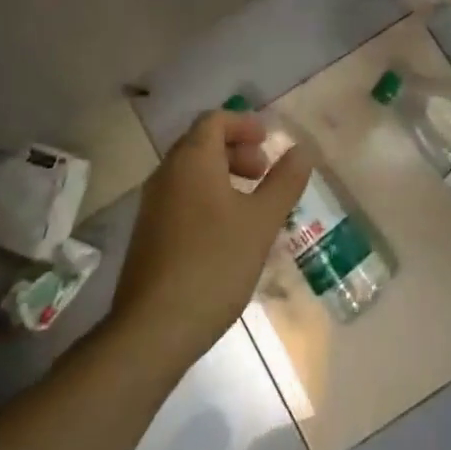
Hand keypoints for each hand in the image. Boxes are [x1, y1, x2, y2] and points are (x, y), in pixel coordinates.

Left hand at [111, 108, 313, 369]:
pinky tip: (228, 234)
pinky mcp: (149, 234)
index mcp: (191, 160)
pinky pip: (182, 198)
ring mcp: (153, 206)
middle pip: (201, 143)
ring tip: (252, 205)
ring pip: (191, 173)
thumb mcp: (261, 222)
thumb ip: (284, 182)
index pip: (214, 120)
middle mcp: (166, 174)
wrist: (153, 329)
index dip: (244, 124)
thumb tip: (302, 149)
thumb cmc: (214, 264)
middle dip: (236, 150)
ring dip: (223, 175)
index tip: (268, 142)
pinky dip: (208, 198)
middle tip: (263, 172)